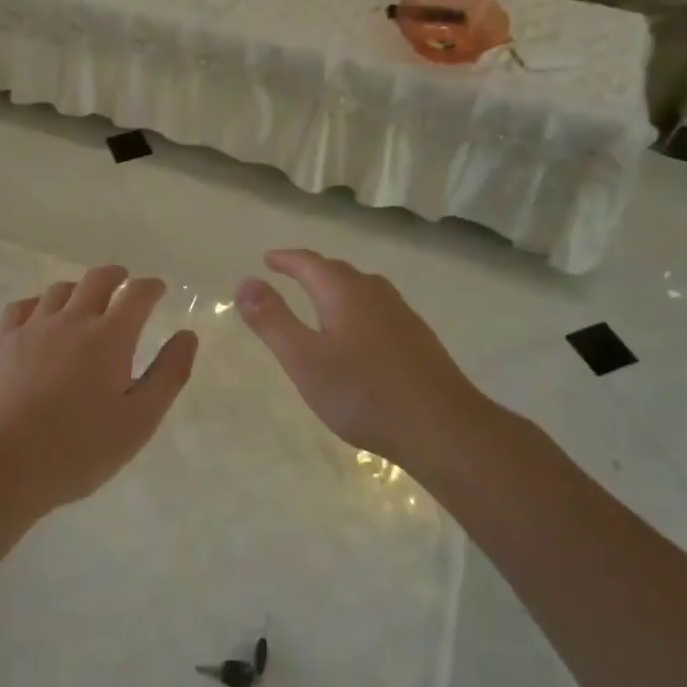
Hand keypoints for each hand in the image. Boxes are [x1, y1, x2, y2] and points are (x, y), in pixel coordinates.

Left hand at [0, 265, 199, 515]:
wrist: (1, 463)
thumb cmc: (78, 449)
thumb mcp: (139, 421)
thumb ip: (168, 375)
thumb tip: (187, 335)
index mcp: (110, 338)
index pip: (137, 295)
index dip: (151, 287)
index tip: (157, 289)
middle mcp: (72, 320)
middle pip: (96, 280)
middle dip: (116, 275)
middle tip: (124, 280)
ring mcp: (33, 328)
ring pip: (59, 290)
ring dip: (79, 288)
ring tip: (84, 300)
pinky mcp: (3, 342)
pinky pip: (23, 306)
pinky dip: (39, 302)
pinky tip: (40, 316)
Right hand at [235, 248, 500, 473]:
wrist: (442, 427)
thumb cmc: (363, 393)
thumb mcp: (304, 359)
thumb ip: (272, 320)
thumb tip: (245, 282)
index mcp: (344, 292)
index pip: (309, 263)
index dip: (286, 259)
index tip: (268, 259)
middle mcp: (375, 294)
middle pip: (338, 271)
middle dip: (311, 270)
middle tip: (290, 274)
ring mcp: (402, 315)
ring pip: (362, 289)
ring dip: (337, 287)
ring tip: (321, 299)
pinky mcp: (418, 339)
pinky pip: (378, 309)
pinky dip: (357, 308)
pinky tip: (359, 334)